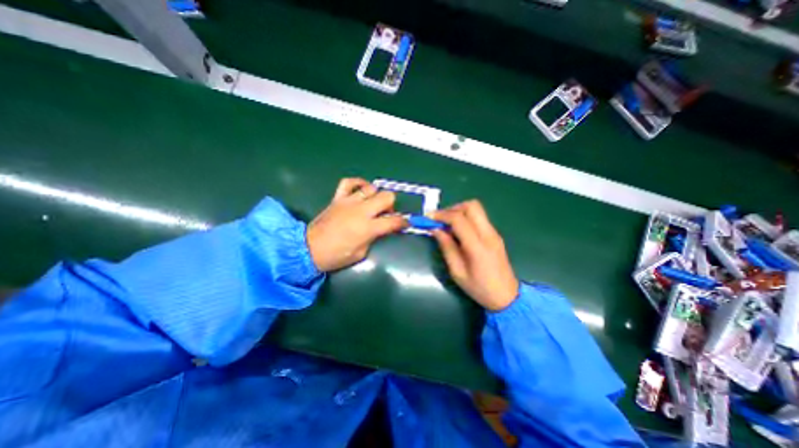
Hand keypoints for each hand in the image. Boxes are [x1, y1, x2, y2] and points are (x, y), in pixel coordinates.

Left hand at [306, 178, 405, 273]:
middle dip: (391, 205)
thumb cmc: (337, 255)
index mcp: (368, 227)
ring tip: (373, 204)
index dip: (403, 222)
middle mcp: (361, 211)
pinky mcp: (338, 198)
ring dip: (376, 196)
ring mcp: (349, 202)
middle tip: (386, 214)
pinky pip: (349, 182)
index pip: (393, 221)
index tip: (405, 223)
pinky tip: (361, 190)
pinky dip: (357, 183)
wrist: (309, 249)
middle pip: (387, 197)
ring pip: (371, 188)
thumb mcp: (361, 253)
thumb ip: (374, 237)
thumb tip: (380, 229)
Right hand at [431, 200, 518, 308]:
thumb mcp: (457, 272)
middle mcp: (488, 234)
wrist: (507, 297)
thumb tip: (436, 230)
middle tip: (440, 220)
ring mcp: (494, 233)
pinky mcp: (495, 235)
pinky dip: (466, 218)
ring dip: (459, 212)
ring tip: (447, 225)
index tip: (428, 218)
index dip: (441, 215)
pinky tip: (458, 231)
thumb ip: (447, 248)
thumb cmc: (479, 288)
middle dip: (452, 209)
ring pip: (476, 209)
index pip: (459, 219)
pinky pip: (479, 218)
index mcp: (477, 246)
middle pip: (471, 206)